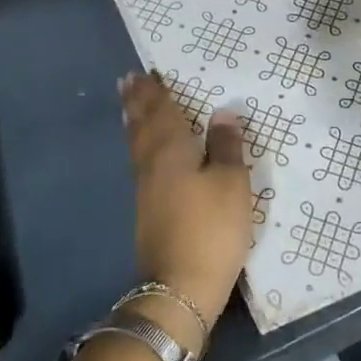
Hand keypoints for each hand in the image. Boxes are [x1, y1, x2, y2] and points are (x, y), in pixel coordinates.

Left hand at [121, 73, 252, 337]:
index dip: (153, 91)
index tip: (143, 72)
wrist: (179, 288)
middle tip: (127, 80)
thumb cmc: (212, 228)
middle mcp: (152, 163)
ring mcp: (146, 189)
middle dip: (137, 101)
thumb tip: (222, 112)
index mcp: (172, 149)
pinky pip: (140, 162)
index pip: (161, 110)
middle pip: (142, 124)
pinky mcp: (147, 211)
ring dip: (134, 121)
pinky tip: (145, 152)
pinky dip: (140, 144)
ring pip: (137, 144)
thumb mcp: (232, 183)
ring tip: (130, 106)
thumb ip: (227, 145)